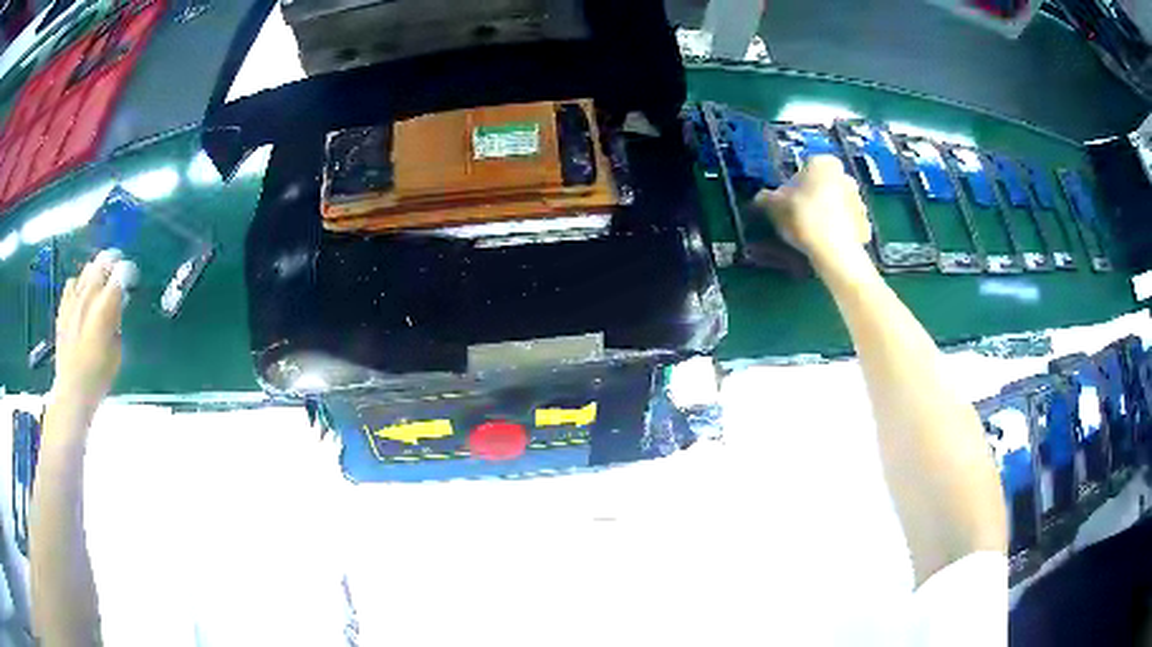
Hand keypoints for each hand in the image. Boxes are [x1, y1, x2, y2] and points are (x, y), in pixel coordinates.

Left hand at [53, 250, 136, 408]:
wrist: (72, 390)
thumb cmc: (99, 376)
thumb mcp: (117, 350)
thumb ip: (117, 320)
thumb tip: (118, 304)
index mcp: (106, 305)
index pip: (121, 272)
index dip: (129, 272)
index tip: (132, 279)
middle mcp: (89, 294)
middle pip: (103, 262)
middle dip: (113, 263)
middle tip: (118, 272)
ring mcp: (74, 299)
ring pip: (88, 269)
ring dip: (97, 271)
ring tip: (100, 282)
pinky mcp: (63, 306)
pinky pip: (72, 282)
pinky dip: (80, 283)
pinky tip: (82, 294)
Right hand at [753, 155, 872, 270]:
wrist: (833, 251)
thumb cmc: (802, 216)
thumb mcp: (774, 205)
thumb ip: (766, 198)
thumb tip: (761, 197)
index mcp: (824, 163)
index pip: (807, 167)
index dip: (796, 183)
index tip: (788, 199)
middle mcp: (846, 176)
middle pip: (826, 185)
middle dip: (816, 196)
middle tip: (800, 216)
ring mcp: (860, 202)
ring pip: (839, 205)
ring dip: (829, 214)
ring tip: (813, 233)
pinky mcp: (867, 226)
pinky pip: (849, 226)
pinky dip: (840, 232)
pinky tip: (827, 244)